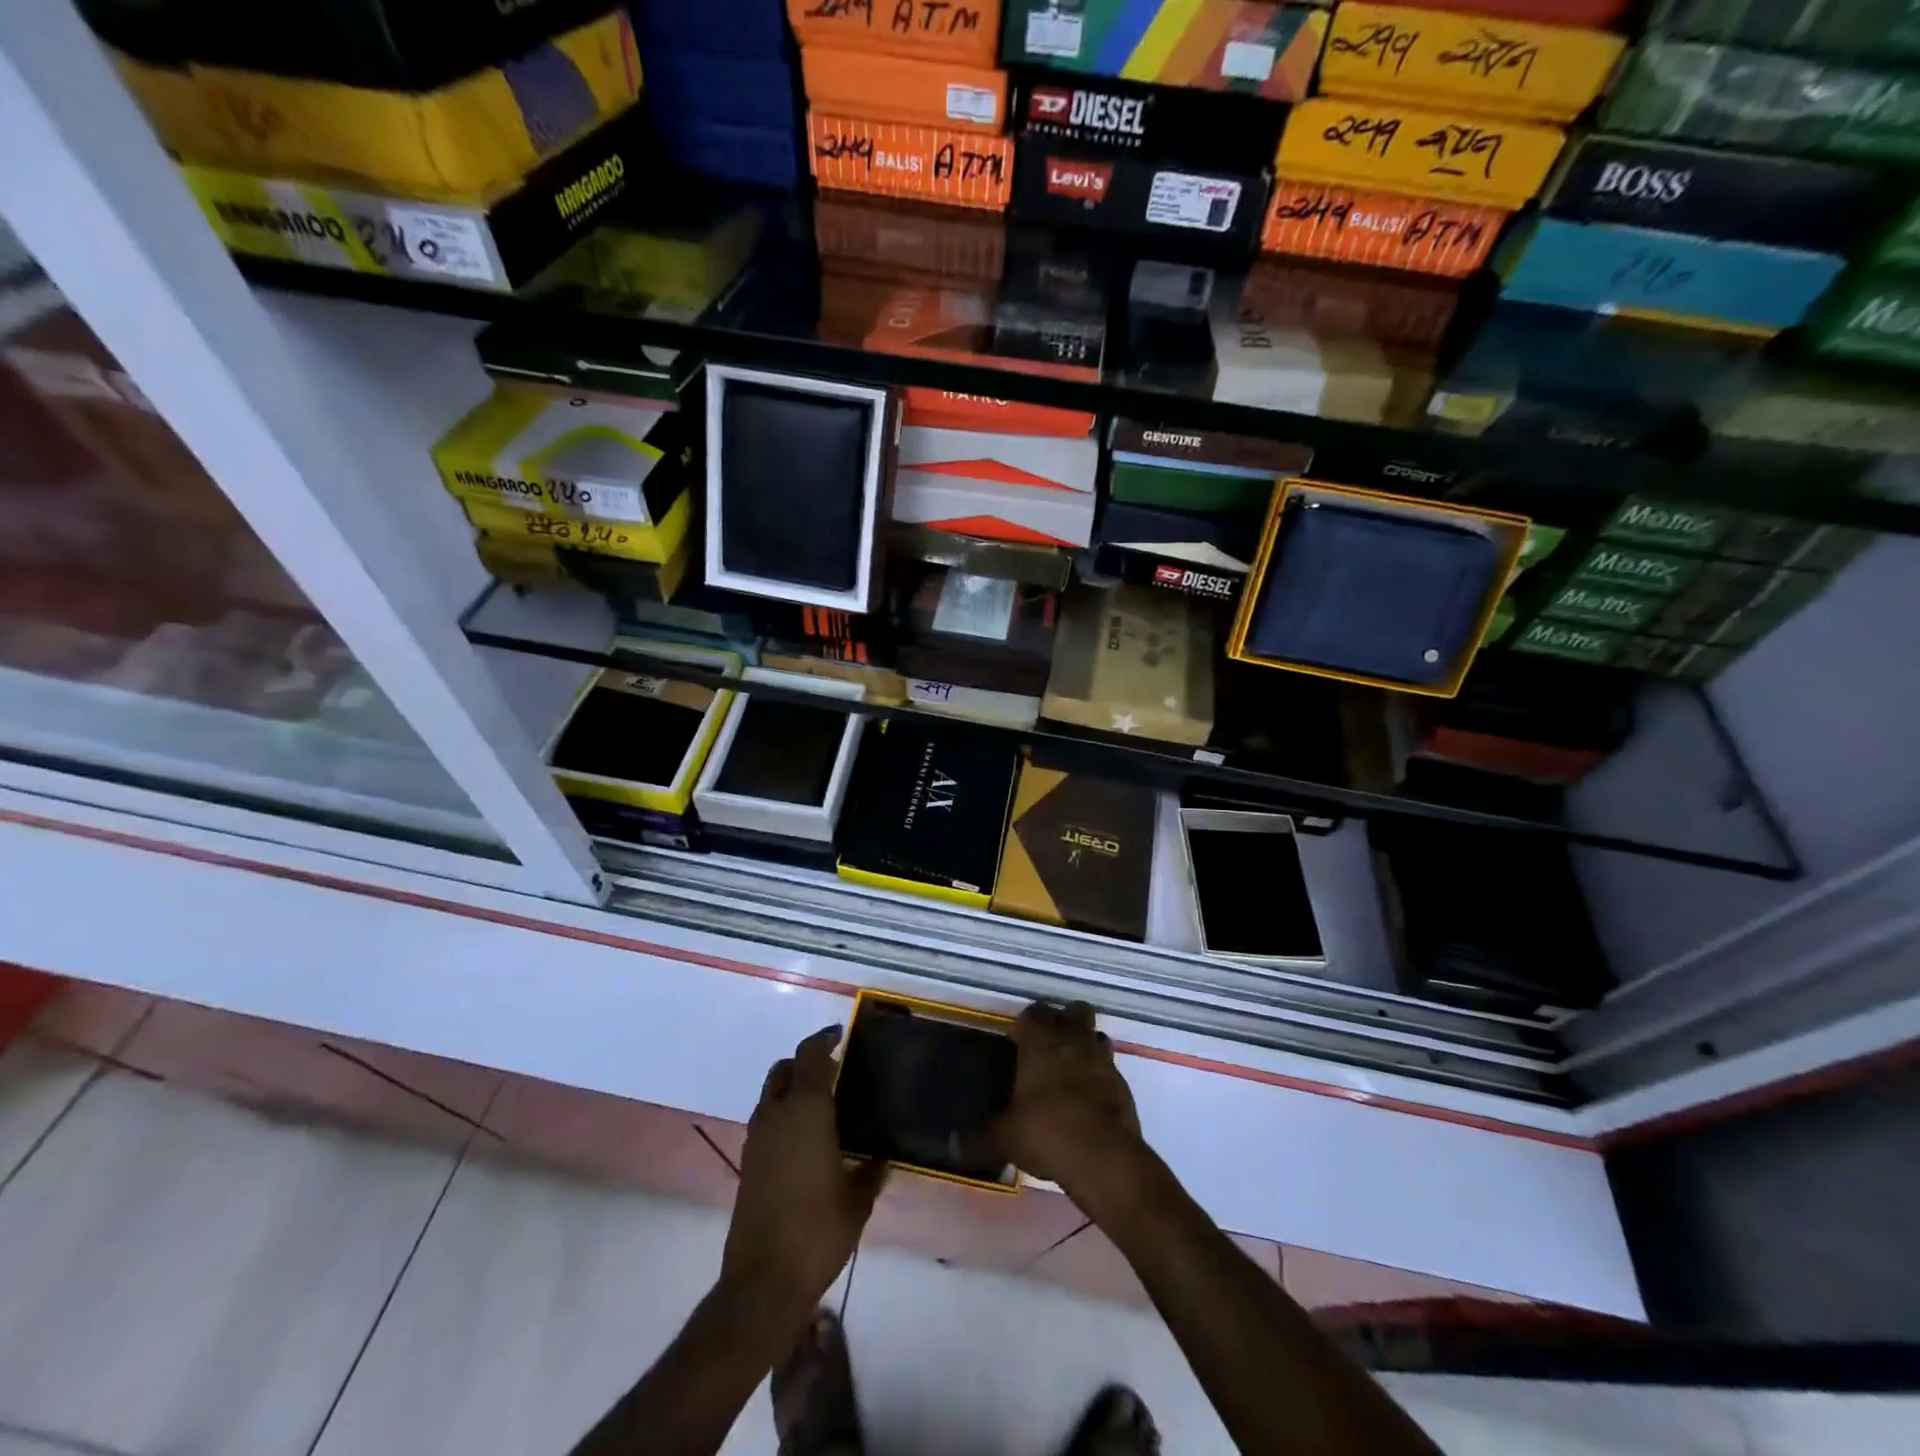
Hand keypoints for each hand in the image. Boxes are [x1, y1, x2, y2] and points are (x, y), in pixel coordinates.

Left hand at [722, 1027, 885, 1311]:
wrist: (763, 1281)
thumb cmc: (818, 1230)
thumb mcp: (858, 1200)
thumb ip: (871, 1171)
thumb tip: (882, 1158)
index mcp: (805, 1110)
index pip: (810, 1056)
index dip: (824, 1039)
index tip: (839, 1033)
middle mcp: (776, 1115)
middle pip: (784, 1070)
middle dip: (804, 1062)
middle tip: (832, 1069)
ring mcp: (757, 1139)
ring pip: (771, 1094)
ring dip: (791, 1088)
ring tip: (821, 1104)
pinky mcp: (748, 1164)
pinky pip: (766, 1121)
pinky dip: (783, 1115)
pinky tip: (805, 1139)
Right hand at [990, 1002, 1148, 1210]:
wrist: (1103, 1157)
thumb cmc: (1046, 1132)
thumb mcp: (1004, 1138)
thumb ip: (978, 1139)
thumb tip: (952, 1146)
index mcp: (1041, 1042)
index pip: (1033, 1013)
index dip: (1026, 1022)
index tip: (1017, 1038)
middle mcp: (1074, 1041)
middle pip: (1074, 1011)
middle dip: (1064, 1021)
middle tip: (1048, 1045)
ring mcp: (1103, 1061)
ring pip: (1096, 1036)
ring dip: (1086, 1046)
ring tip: (1071, 1069)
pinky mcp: (1124, 1086)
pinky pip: (1110, 1069)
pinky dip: (1100, 1077)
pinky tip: (1089, 1100)